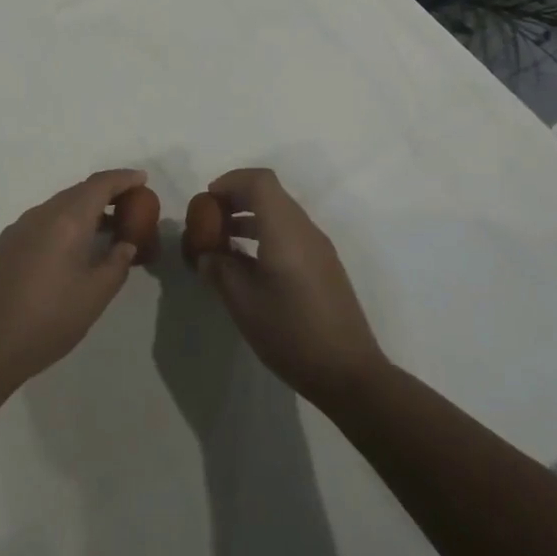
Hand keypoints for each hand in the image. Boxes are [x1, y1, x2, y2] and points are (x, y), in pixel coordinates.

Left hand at [0, 169, 146, 390]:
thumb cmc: (49, 319)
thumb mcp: (94, 295)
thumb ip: (116, 264)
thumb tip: (125, 245)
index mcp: (66, 220)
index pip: (99, 184)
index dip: (123, 178)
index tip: (143, 179)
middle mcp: (41, 214)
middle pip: (79, 191)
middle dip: (106, 193)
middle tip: (131, 205)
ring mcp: (19, 228)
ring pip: (59, 206)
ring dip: (85, 209)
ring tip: (108, 228)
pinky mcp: (7, 244)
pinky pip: (44, 221)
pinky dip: (66, 223)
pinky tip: (75, 247)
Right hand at [194, 168, 386, 407]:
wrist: (349, 374)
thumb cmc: (291, 333)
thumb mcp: (243, 303)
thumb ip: (219, 270)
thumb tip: (207, 255)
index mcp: (285, 231)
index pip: (259, 181)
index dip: (230, 182)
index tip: (207, 201)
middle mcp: (305, 230)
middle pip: (270, 193)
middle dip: (236, 199)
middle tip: (210, 221)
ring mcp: (319, 248)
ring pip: (280, 213)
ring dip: (250, 218)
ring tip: (223, 244)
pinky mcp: (324, 266)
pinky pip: (290, 233)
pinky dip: (265, 234)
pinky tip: (248, 265)